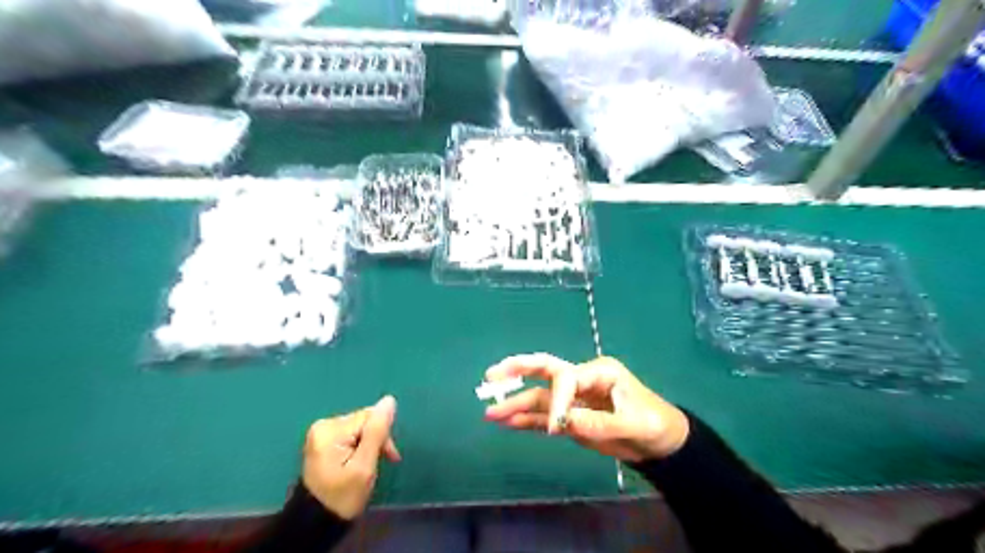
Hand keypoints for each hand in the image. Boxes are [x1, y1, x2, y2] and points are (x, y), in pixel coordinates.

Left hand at [301, 395, 398, 519]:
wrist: (315, 525)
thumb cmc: (342, 497)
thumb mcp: (364, 466)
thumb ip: (377, 432)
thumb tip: (389, 400)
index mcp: (330, 429)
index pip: (369, 417)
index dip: (383, 434)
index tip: (390, 457)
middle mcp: (323, 426)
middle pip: (364, 421)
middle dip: (376, 439)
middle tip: (382, 463)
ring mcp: (321, 434)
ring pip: (359, 428)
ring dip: (370, 444)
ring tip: (370, 466)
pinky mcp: (323, 442)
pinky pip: (351, 435)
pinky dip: (360, 447)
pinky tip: (360, 462)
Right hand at [484, 355, 687, 460]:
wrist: (662, 443)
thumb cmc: (654, 424)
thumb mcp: (633, 423)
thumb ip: (599, 422)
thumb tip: (562, 423)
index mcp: (597, 372)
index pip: (565, 378)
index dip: (557, 401)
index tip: (556, 428)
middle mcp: (581, 381)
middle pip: (544, 371)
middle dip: (517, 371)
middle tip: (491, 375)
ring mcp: (574, 400)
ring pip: (539, 398)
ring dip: (515, 404)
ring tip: (489, 411)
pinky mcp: (572, 419)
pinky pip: (545, 417)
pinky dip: (527, 421)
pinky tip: (508, 423)